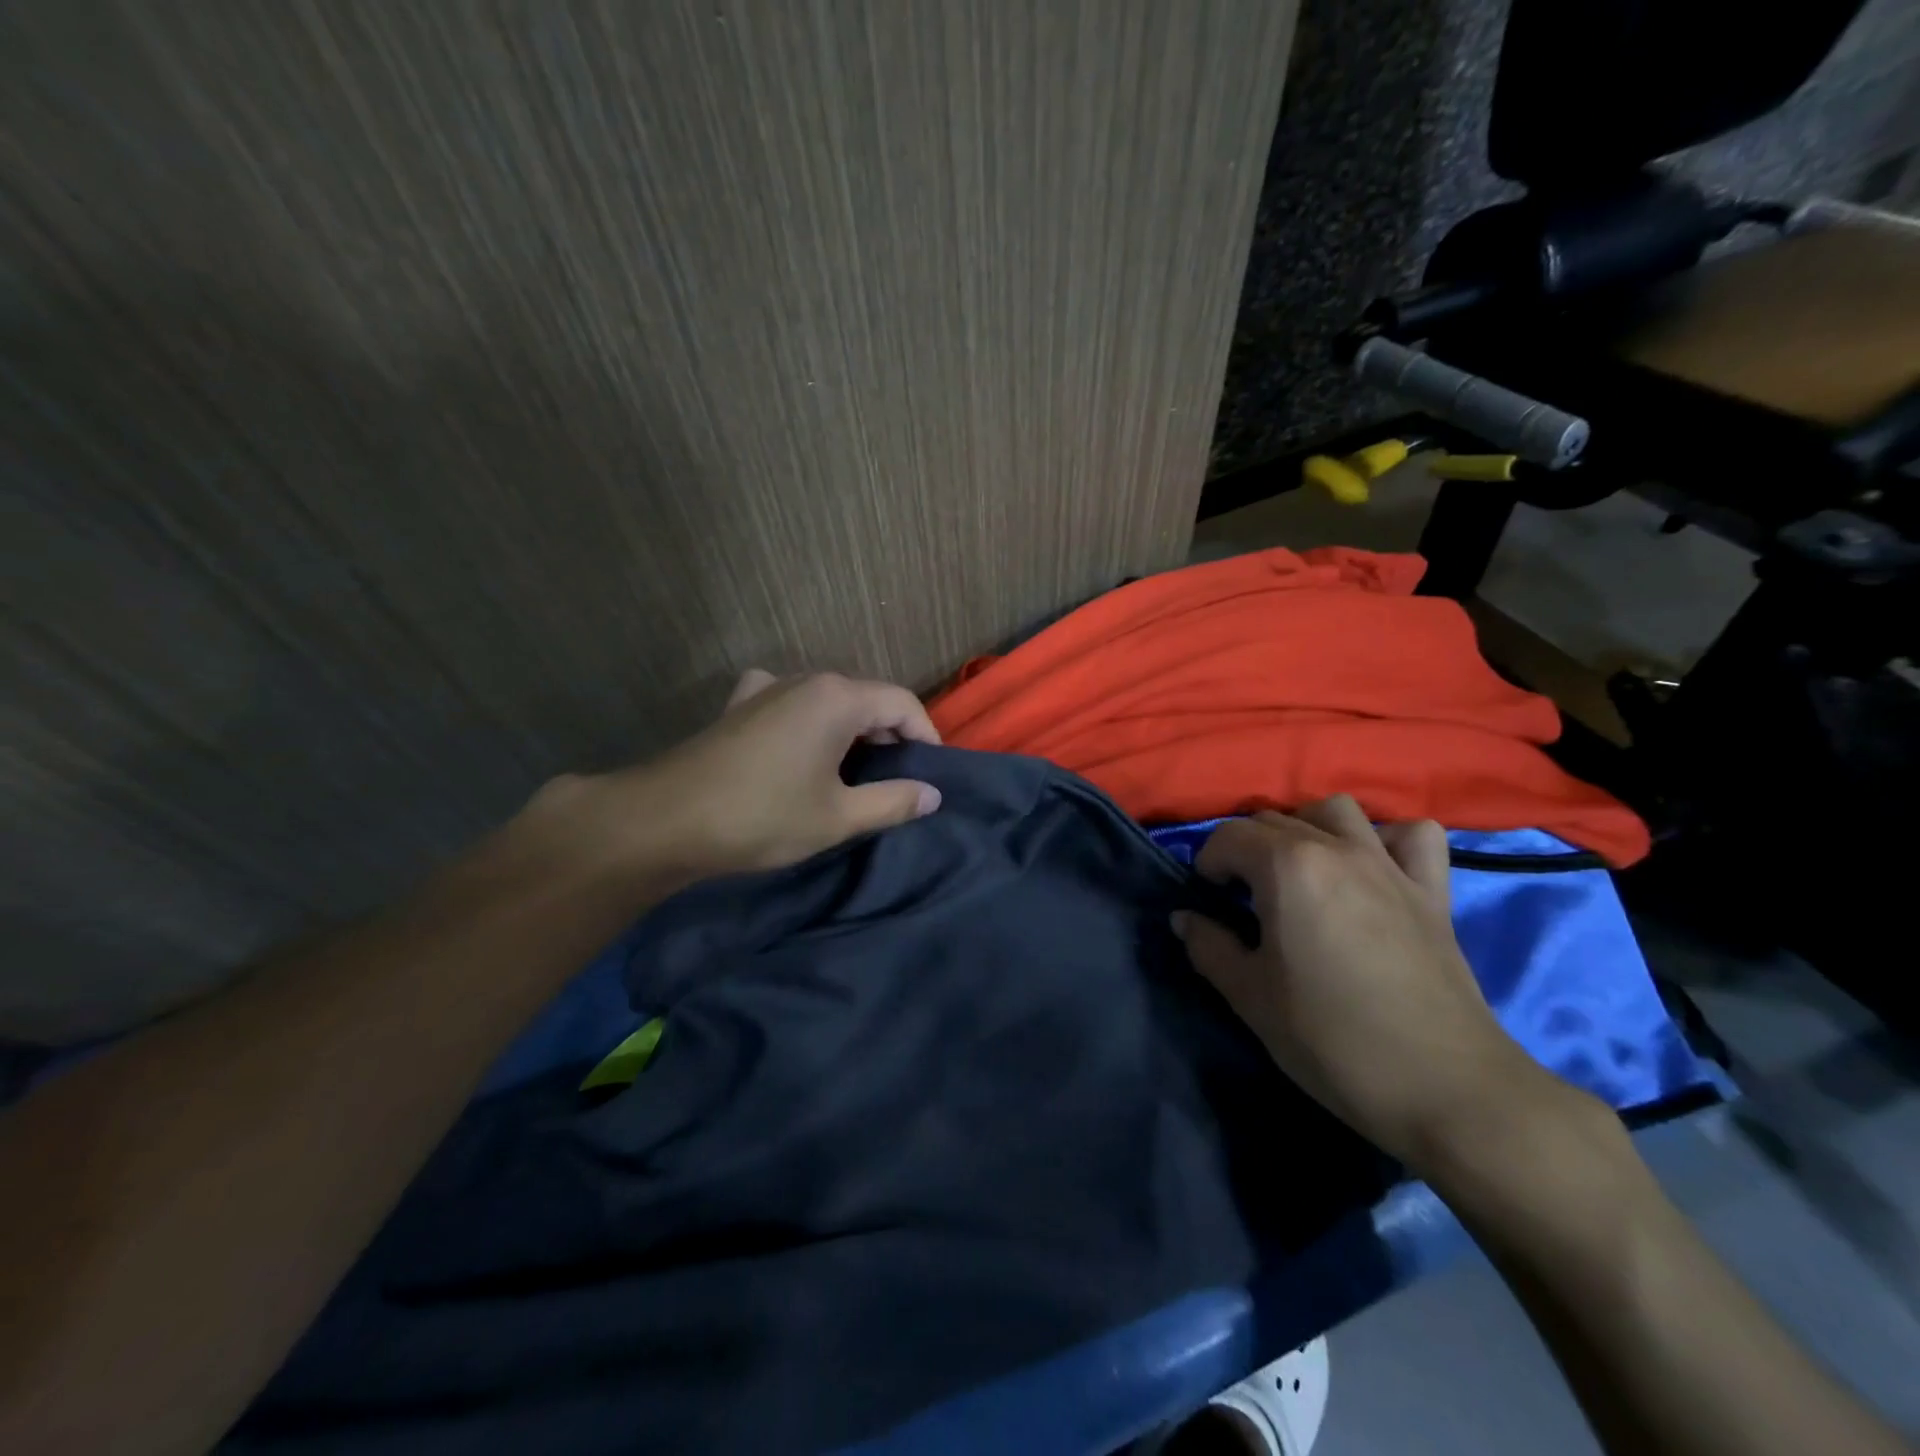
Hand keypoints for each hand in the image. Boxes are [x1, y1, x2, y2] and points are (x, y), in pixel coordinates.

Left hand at [523, 670, 943, 889]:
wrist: (665, 819)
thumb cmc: (762, 816)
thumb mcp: (838, 816)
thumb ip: (893, 801)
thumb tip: (933, 794)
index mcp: (838, 698)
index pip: (902, 703)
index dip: (926, 735)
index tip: (932, 773)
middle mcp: (806, 680)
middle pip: (867, 698)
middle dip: (890, 736)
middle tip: (898, 780)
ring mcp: (767, 687)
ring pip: (829, 701)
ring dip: (851, 731)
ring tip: (856, 772)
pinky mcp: (739, 705)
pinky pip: (789, 702)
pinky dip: (807, 720)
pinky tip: (799, 744)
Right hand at [1174, 796, 1560, 1171]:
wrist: (1444, 1088)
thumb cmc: (1331, 1039)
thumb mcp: (1249, 997)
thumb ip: (1208, 947)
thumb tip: (1185, 918)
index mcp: (1287, 868)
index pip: (1229, 836)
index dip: (1207, 863)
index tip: (1209, 900)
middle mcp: (1337, 849)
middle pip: (1275, 820)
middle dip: (1247, 850)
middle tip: (1243, 897)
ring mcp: (1389, 865)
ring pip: (1336, 811)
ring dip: (1308, 828)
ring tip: (1299, 870)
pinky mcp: (1432, 891)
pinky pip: (1413, 836)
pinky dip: (1387, 839)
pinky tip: (1372, 869)